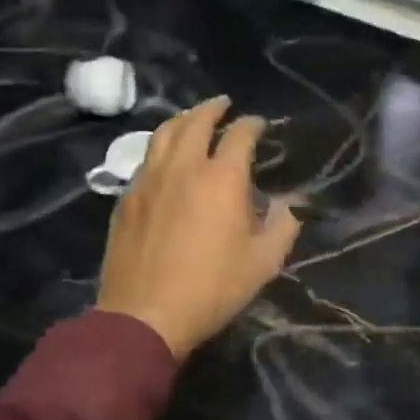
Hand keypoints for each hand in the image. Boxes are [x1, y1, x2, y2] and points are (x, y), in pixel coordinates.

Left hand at [98, 96, 302, 360]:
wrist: (145, 314)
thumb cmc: (212, 288)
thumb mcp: (263, 262)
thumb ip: (284, 224)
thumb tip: (292, 202)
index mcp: (221, 177)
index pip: (240, 134)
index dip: (252, 124)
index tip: (259, 123)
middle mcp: (183, 167)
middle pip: (196, 122)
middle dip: (212, 108)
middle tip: (223, 104)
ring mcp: (149, 179)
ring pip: (164, 134)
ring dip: (182, 120)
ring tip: (192, 119)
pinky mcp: (127, 197)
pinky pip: (145, 159)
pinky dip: (160, 147)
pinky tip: (164, 158)